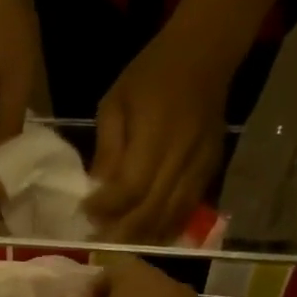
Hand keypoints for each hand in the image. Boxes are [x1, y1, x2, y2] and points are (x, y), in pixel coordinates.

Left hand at [83, 28, 231, 243]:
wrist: (205, 53)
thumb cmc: (151, 74)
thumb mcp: (115, 103)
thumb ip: (107, 150)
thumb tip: (96, 191)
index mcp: (157, 131)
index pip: (131, 187)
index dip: (106, 207)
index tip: (85, 212)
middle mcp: (183, 153)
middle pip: (151, 210)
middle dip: (122, 229)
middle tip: (98, 239)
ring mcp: (201, 165)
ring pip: (171, 217)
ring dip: (143, 236)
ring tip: (119, 243)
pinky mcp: (211, 171)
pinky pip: (187, 210)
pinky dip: (165, 228)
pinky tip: (147, 235)